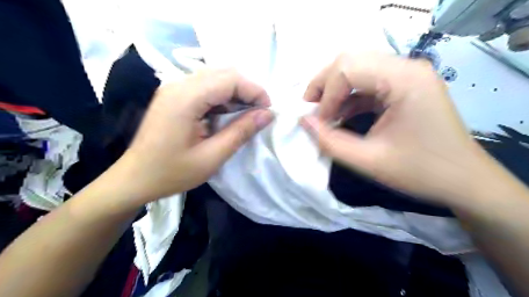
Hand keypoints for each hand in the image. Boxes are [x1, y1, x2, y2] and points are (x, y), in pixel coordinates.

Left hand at [114, 68, 272, 202]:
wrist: (134, 178)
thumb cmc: (171, 173)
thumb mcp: (212, 157)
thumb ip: (241, 132)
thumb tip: (267, 115)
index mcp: (186, 98)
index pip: (230, 79)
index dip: (254, 91)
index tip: (268, 111)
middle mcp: (178, 84)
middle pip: (224, 73)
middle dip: (247, 90)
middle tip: (259, 113)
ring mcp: (174, 88)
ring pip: (216, 77)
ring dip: (236, 93)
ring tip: (246, 115)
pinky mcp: (174, 95)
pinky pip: (205, 87)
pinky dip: (223, 97)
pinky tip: (227, 115)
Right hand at [302, 52, 503, 208]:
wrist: (464, 181)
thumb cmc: (421, 172)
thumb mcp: (368, 161)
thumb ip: (330, 142)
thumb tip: (303, 121)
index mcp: (404, 79)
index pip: (348, 68)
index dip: (325, 95)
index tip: (318, 123)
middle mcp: (407, 67)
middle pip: (350, 61)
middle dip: (324, 85)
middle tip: (311, 110)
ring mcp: (407, 75)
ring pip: (357, 69)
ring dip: (335, 91)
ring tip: (323, 114)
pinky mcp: (405, 86)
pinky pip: (368, 83)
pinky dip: (349, 98)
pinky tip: (340, 116)